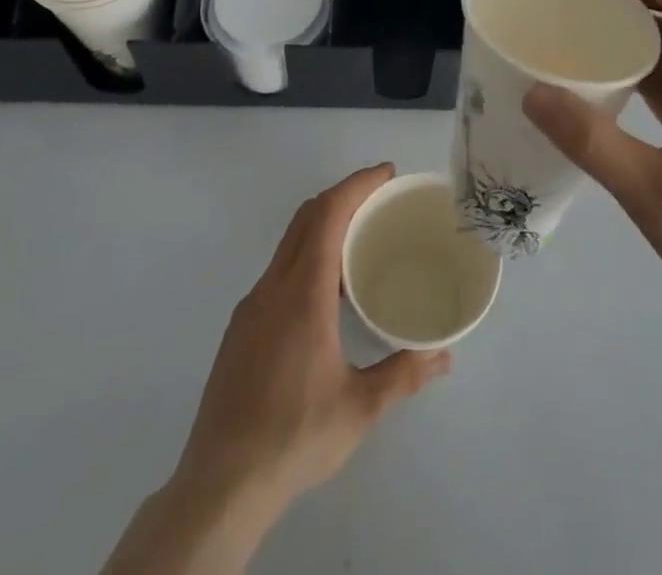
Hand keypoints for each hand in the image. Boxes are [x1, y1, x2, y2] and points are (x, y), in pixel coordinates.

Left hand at [105, 166, 448, 573]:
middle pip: (306, 217)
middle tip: (380, 199)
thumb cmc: (293, 438)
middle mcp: (272, 288)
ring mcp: (250, 308)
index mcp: (302, 293)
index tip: (386, 173)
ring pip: (288, 243)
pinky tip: (326, 292)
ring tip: (359, 240)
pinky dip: (306, 255)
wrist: (217, 488)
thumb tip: (444, 356)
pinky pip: (278, 270)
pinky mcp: (240, 330)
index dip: (357, 185)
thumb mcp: (359, 408)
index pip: (328, 214)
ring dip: (323, 225)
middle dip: (343, 195)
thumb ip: (403, 375)